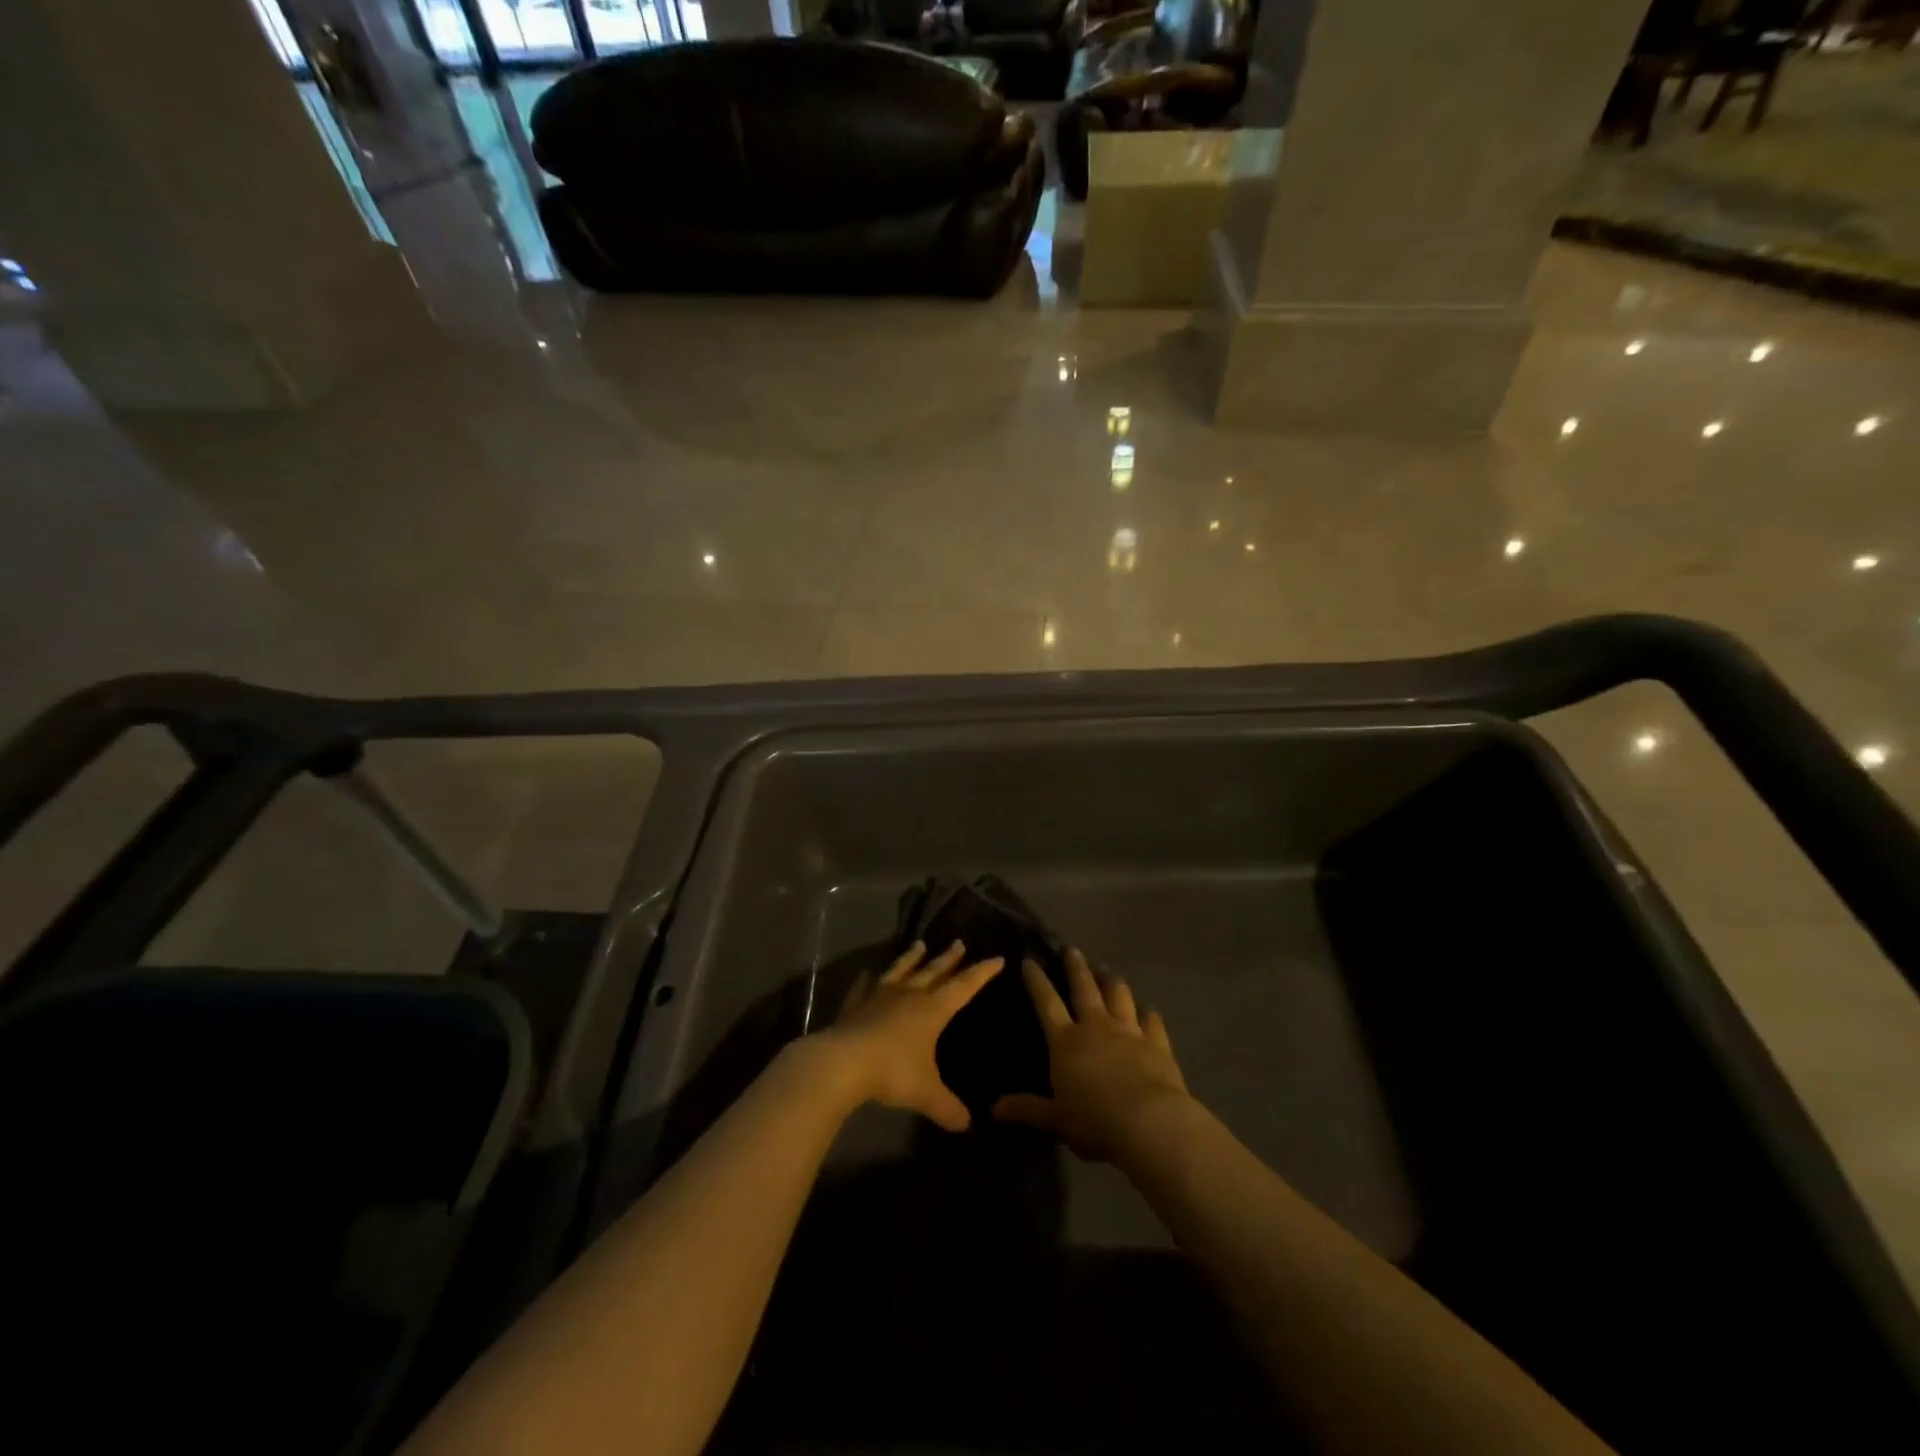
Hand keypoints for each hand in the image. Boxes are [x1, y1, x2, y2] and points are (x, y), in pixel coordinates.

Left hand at [811, 940, 1002, 1131]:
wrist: (843, 1062)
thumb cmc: (893, 1072)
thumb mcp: (926, 1094)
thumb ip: (947, 1107)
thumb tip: (966, 1124)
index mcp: (932, 1010)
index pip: (964, 986)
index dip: (982, 973)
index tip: (997, 958)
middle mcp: (909, 996)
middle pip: (933, 971)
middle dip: (949, 959)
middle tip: (959, 942)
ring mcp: (879, 996)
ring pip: (900, 970)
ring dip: (911, 958)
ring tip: (919, 944)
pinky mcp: (855, 1005)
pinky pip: (864, 987)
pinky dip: (867, 980)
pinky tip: (868, 973)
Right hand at [992, 947, 1190, 1162]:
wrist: (1149, 1122)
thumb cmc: (1094, 1120)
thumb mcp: (1055, 1118)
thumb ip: (1027, 1109)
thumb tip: (993, 1109)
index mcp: (1066, 1041)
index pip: (1046, 1003)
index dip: (1036, 981)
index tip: (1029, 961)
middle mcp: (1096, 1027)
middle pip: (1084, 988)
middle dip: (1076, 967)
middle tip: (1072, 949)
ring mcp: (1129, 1031)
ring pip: (1119, 996)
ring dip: (1112, 981)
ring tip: (1107, 970)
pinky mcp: (1156, 1043)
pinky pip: (1152, 1022)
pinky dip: (1150, 1015)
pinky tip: (1150, 1011)